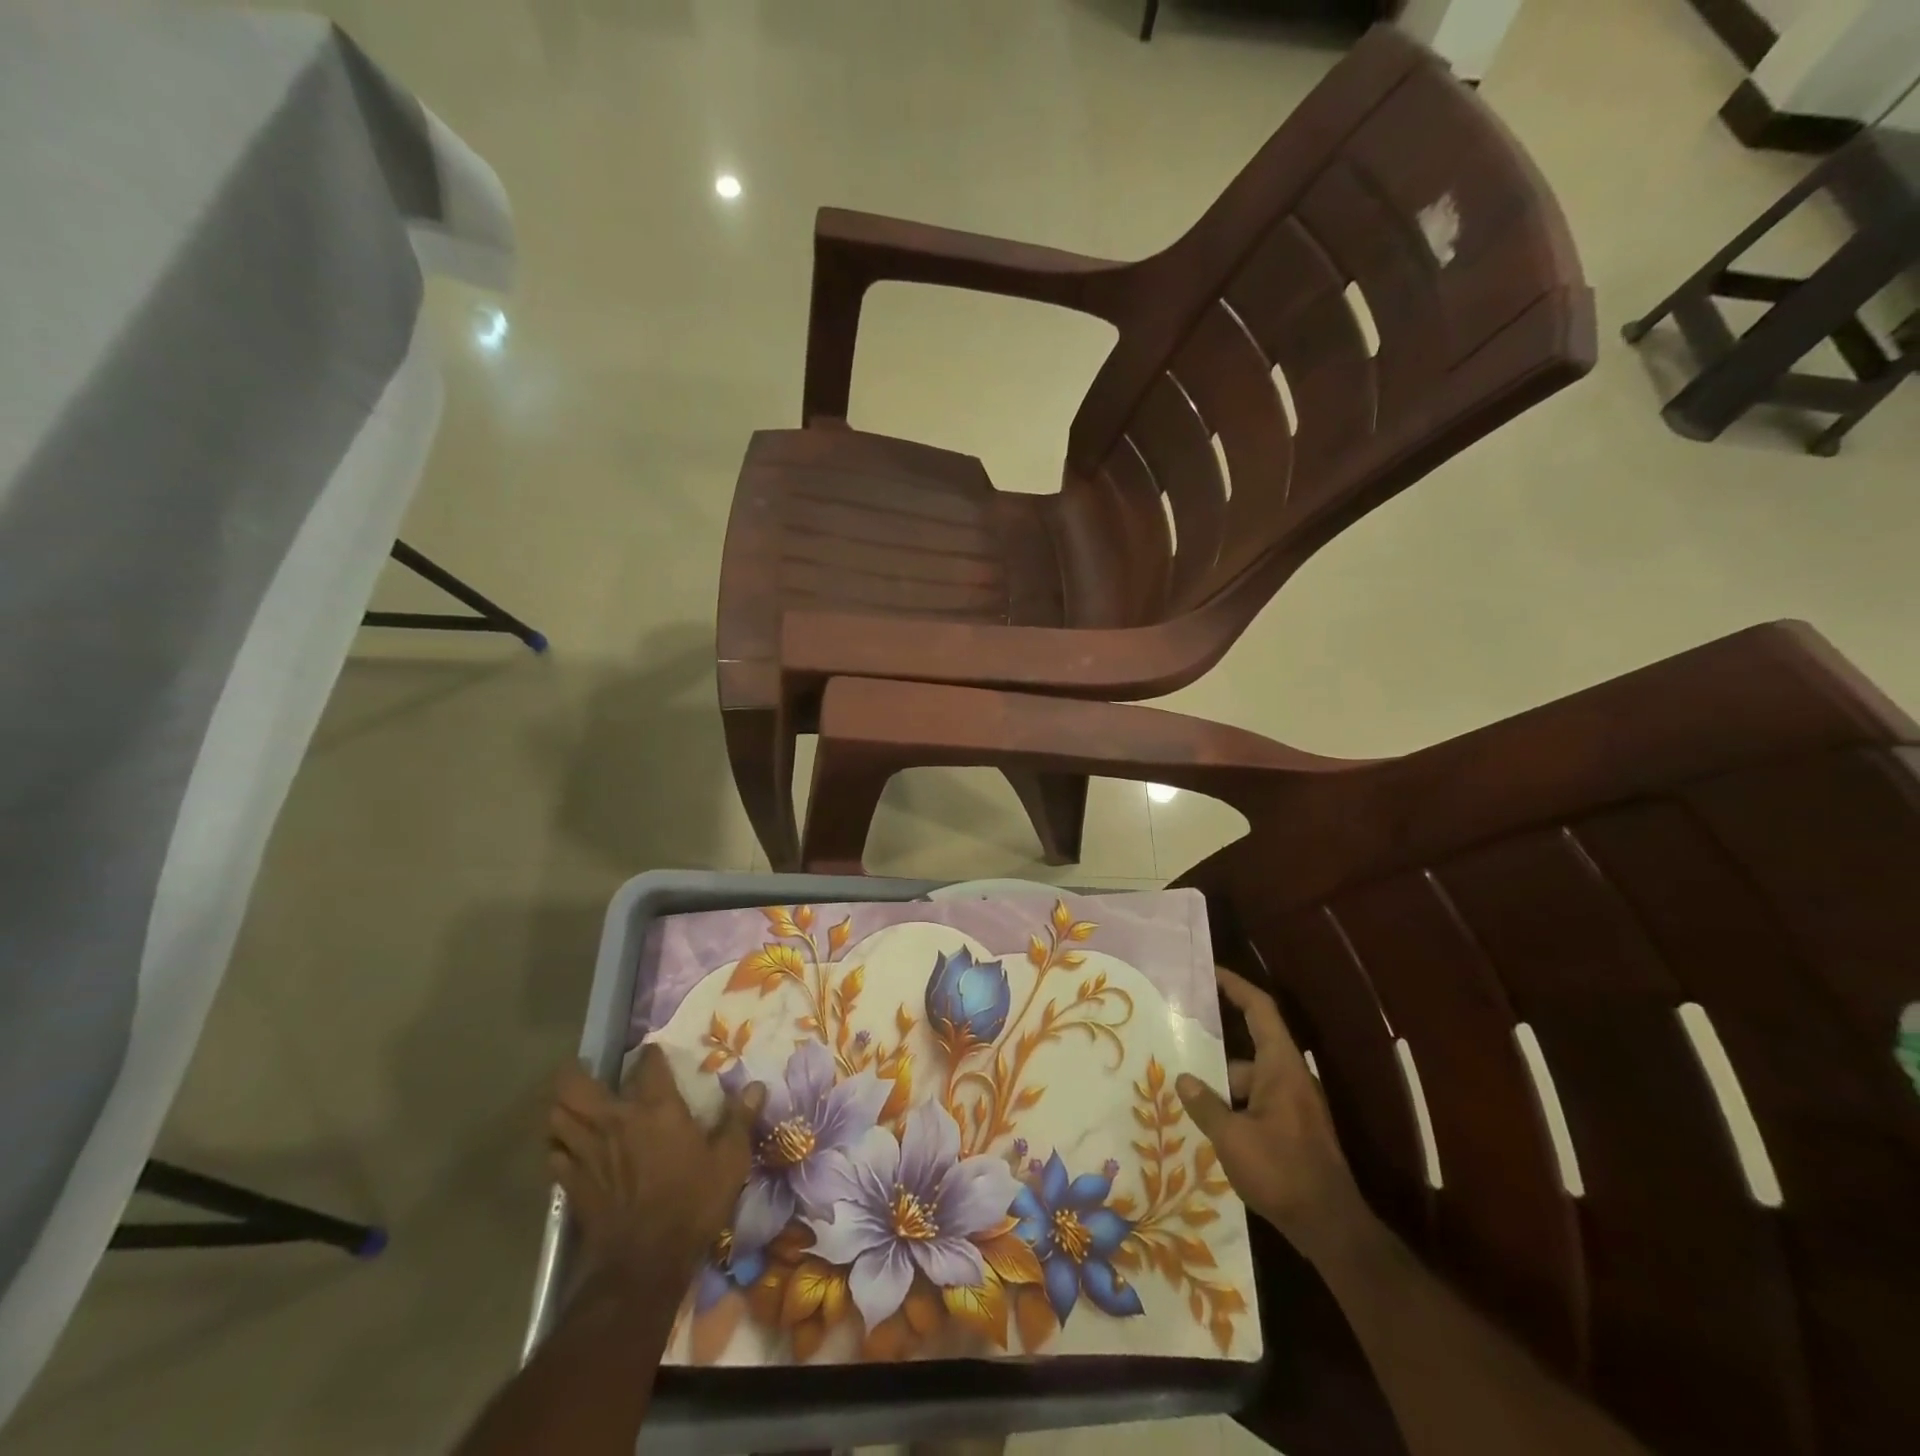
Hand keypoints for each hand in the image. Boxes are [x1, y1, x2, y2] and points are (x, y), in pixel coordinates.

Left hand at [548, 1045, 766, 1290]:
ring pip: (556, 1117)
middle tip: (584, 1069)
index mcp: (656, 1109)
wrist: (645, 1263)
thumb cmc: (693, 1204)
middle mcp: (615, 1121)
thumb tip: (756, 1085)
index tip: (654, 1055)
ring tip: (572, 1105)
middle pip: (575, 1086)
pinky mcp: (571, 1184)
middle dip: (574, 1073)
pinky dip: (556, 1146)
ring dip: (561, 1107)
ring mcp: (588, 1152)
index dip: (650, 1055)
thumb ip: (740, 1119)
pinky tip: (566, 1147)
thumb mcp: (730, 1160)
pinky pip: (553, 1154)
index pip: (647, 1064)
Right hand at [1177, 967, 1368, 1258]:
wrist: (1331, 1228)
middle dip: (1215, 1046)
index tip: (1210, 971)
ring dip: (1222, 1083)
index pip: (1260, 1009)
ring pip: (1251, 1078)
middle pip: (1251, 1045)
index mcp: (1281, 1067)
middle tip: (1180, 1040)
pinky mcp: (1295, 1129)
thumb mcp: (1232, 1137)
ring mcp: (1295, 1105)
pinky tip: (1210, 1124)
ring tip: (1185, 1092)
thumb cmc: (1282, 1172)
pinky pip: (1258, 1101)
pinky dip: (1235, 1105)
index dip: (1236, 986)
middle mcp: (1291, 1077)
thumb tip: (1183, 1078)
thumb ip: (1205, 1104)